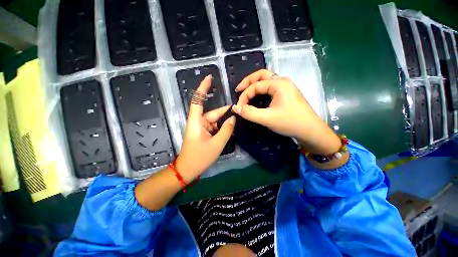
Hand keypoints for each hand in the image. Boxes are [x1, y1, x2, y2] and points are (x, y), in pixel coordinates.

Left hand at [176, 75, 235, 182]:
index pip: (198, 100)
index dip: (203, 88)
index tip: (210, 78)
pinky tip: (229, 132)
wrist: (188, 170)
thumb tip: (233, 118)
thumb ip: (226, 130)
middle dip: (225, 115)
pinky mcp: (203, 133)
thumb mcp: (216, 144)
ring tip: (234, 128)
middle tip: (239, 115)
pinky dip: (221, 129)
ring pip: (215, 121)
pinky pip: (214, 127)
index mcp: (196, 121)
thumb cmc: (200, 157)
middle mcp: (198, 122)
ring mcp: (201, 128)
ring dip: (224, 124)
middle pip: (213, 114)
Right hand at [232, 69, 340, 154]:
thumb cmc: (290, 123)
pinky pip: (271, 87)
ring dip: (255, 85)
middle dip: (248, 82)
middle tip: (238, 90)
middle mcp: (283, 81)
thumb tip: (235, 108)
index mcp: (279, 84)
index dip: (244, 96)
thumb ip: (249, 113)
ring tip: (245, 92)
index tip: (239, 107)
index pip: (255, 86)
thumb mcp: (267, 118)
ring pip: (267, 80)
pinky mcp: (287, 93)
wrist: (311, 130)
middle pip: (261, 75)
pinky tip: (257, 96)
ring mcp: (286, 87)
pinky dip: (261, 90)